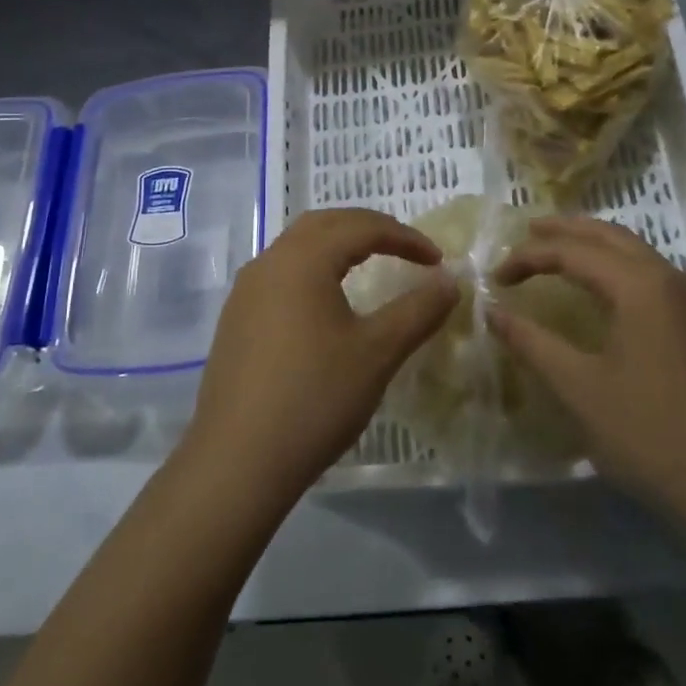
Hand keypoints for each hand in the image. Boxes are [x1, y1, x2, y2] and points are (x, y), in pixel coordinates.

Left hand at [184, 208, 457, 509]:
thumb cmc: (315, 398)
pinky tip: (326, 305)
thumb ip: (418, 309)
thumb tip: (450, 280)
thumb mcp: (378, 352)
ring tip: (370, 268)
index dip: (405, 237)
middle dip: (369, 229)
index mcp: (302, 259)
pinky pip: (280, 275)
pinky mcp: (235, 319)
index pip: (361, 226)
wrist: (238, 460)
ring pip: (297, 248)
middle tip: (406, 250)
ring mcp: (245, 291)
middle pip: (324, 225)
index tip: (437, 261)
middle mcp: (269, 262)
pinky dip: (313, 271)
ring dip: (337, 247)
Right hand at [489, 216, 685, 533]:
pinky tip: (608, 294)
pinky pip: (656, 278)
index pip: (574, 252)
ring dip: (597, 247)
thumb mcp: (580, 389)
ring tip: (562, 253)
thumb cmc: (652, 435)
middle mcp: (673, 281)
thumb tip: (493, 312)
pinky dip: (621, 269)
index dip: (529, 257)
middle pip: (612, 237)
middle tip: (529, 230)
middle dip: (567, 230)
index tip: (496, 278)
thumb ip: (533, 344)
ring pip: (639, 255)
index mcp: (642, 287)